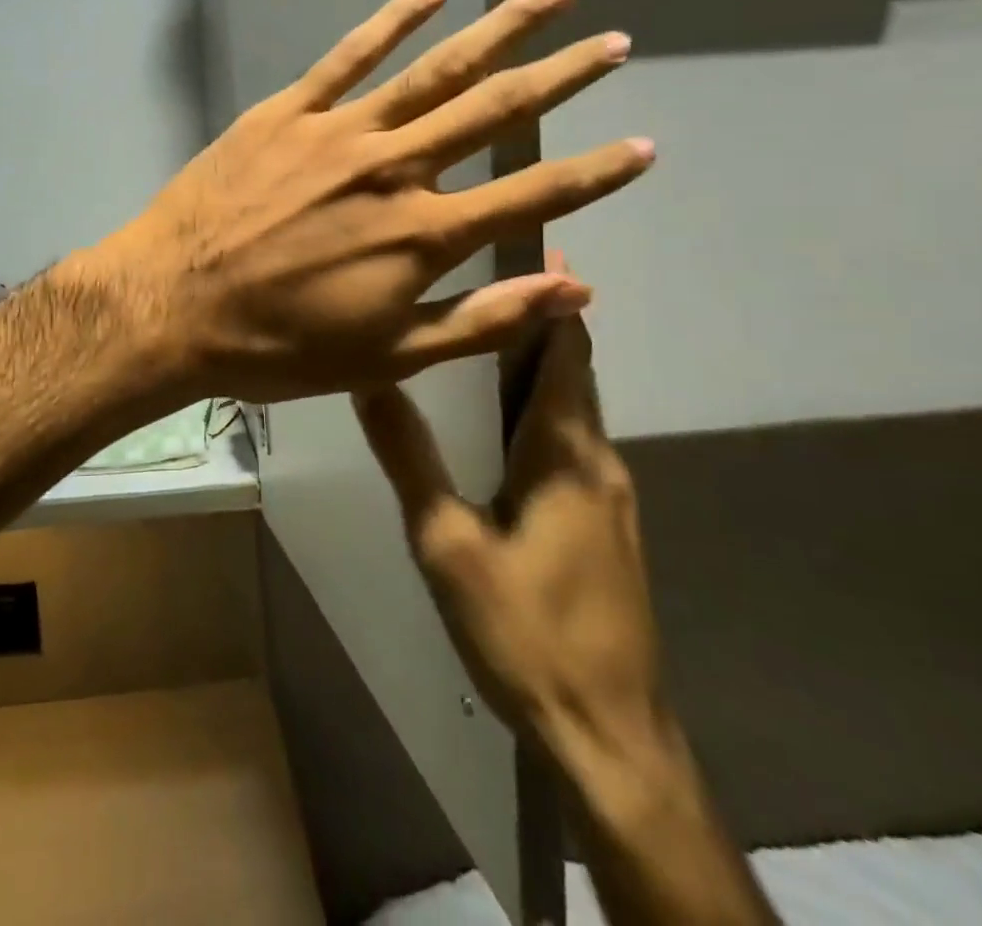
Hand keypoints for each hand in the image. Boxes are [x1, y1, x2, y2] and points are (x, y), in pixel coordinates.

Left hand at [97, 0, 651, 401]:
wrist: (172, 305)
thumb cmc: (276, 346)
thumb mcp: (385, 357)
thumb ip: (482, 321)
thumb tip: (575, 291)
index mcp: (423, 235)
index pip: (533, 194)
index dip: (596, 172)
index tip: (643, 145)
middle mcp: (394, 169)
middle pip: (496, 111)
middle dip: (563, 76)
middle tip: (614, 43)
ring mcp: (339, 132)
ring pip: (436, 68)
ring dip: (500, 29)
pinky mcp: (287, 112)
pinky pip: (349, 55)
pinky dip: (394, 18)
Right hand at [354, 253, 667, 768]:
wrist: (608, 732)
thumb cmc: (525, 630)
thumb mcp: (446, 542)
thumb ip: (409, 457)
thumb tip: (370, 379)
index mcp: (565, 451)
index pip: (567, 351)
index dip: (554, 299)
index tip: (533, 248)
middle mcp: (598, 459)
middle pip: (574, 371)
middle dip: (541, 321)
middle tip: (489, 279)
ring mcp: (610, 495)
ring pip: (574, 407)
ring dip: (540, 364)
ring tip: (483, 336)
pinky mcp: (608, 526)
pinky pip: (574, 441)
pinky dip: (544, 407)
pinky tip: (502, 421)